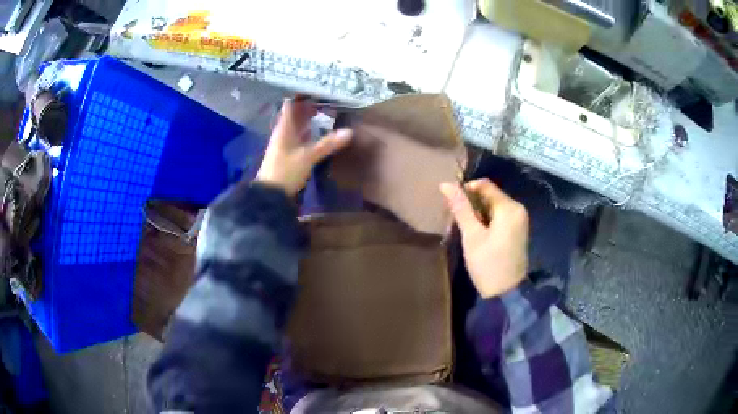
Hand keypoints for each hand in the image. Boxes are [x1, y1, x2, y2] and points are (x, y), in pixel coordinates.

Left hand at [255, 99, 352, 195]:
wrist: (271, 195)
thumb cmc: (285, 171)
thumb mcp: (308, 156)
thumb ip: (328, 144)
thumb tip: (349, 132)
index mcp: (284, 128)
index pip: (290, 104)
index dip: (301, 95)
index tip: (316, 88)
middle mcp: (283, 132)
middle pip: (295, 114)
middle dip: (308, 106)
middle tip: (326, 98)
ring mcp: (285, 143)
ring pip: (297, 125)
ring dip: (308, 118)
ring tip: (325, 111)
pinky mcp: (288, 154)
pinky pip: (299, 136)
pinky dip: (308, 131)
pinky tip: (318, 131)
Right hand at [440, 178, 528, 297]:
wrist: (507, 293)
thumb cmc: (488, 265)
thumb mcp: (472, 236)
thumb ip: (461, 208)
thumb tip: (446, 184)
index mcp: (509, 208)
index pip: (485, 185)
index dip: (466, 190)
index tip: (453, 206)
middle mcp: (518, 208)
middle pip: (490, 194)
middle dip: (472, 203)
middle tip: (458, 221)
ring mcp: (519, 219)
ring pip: (493, 205)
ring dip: (478, 212)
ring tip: (466, 229)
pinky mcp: (517, 229)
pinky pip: (499, 215)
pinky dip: (487, 219)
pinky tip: (478, 234)